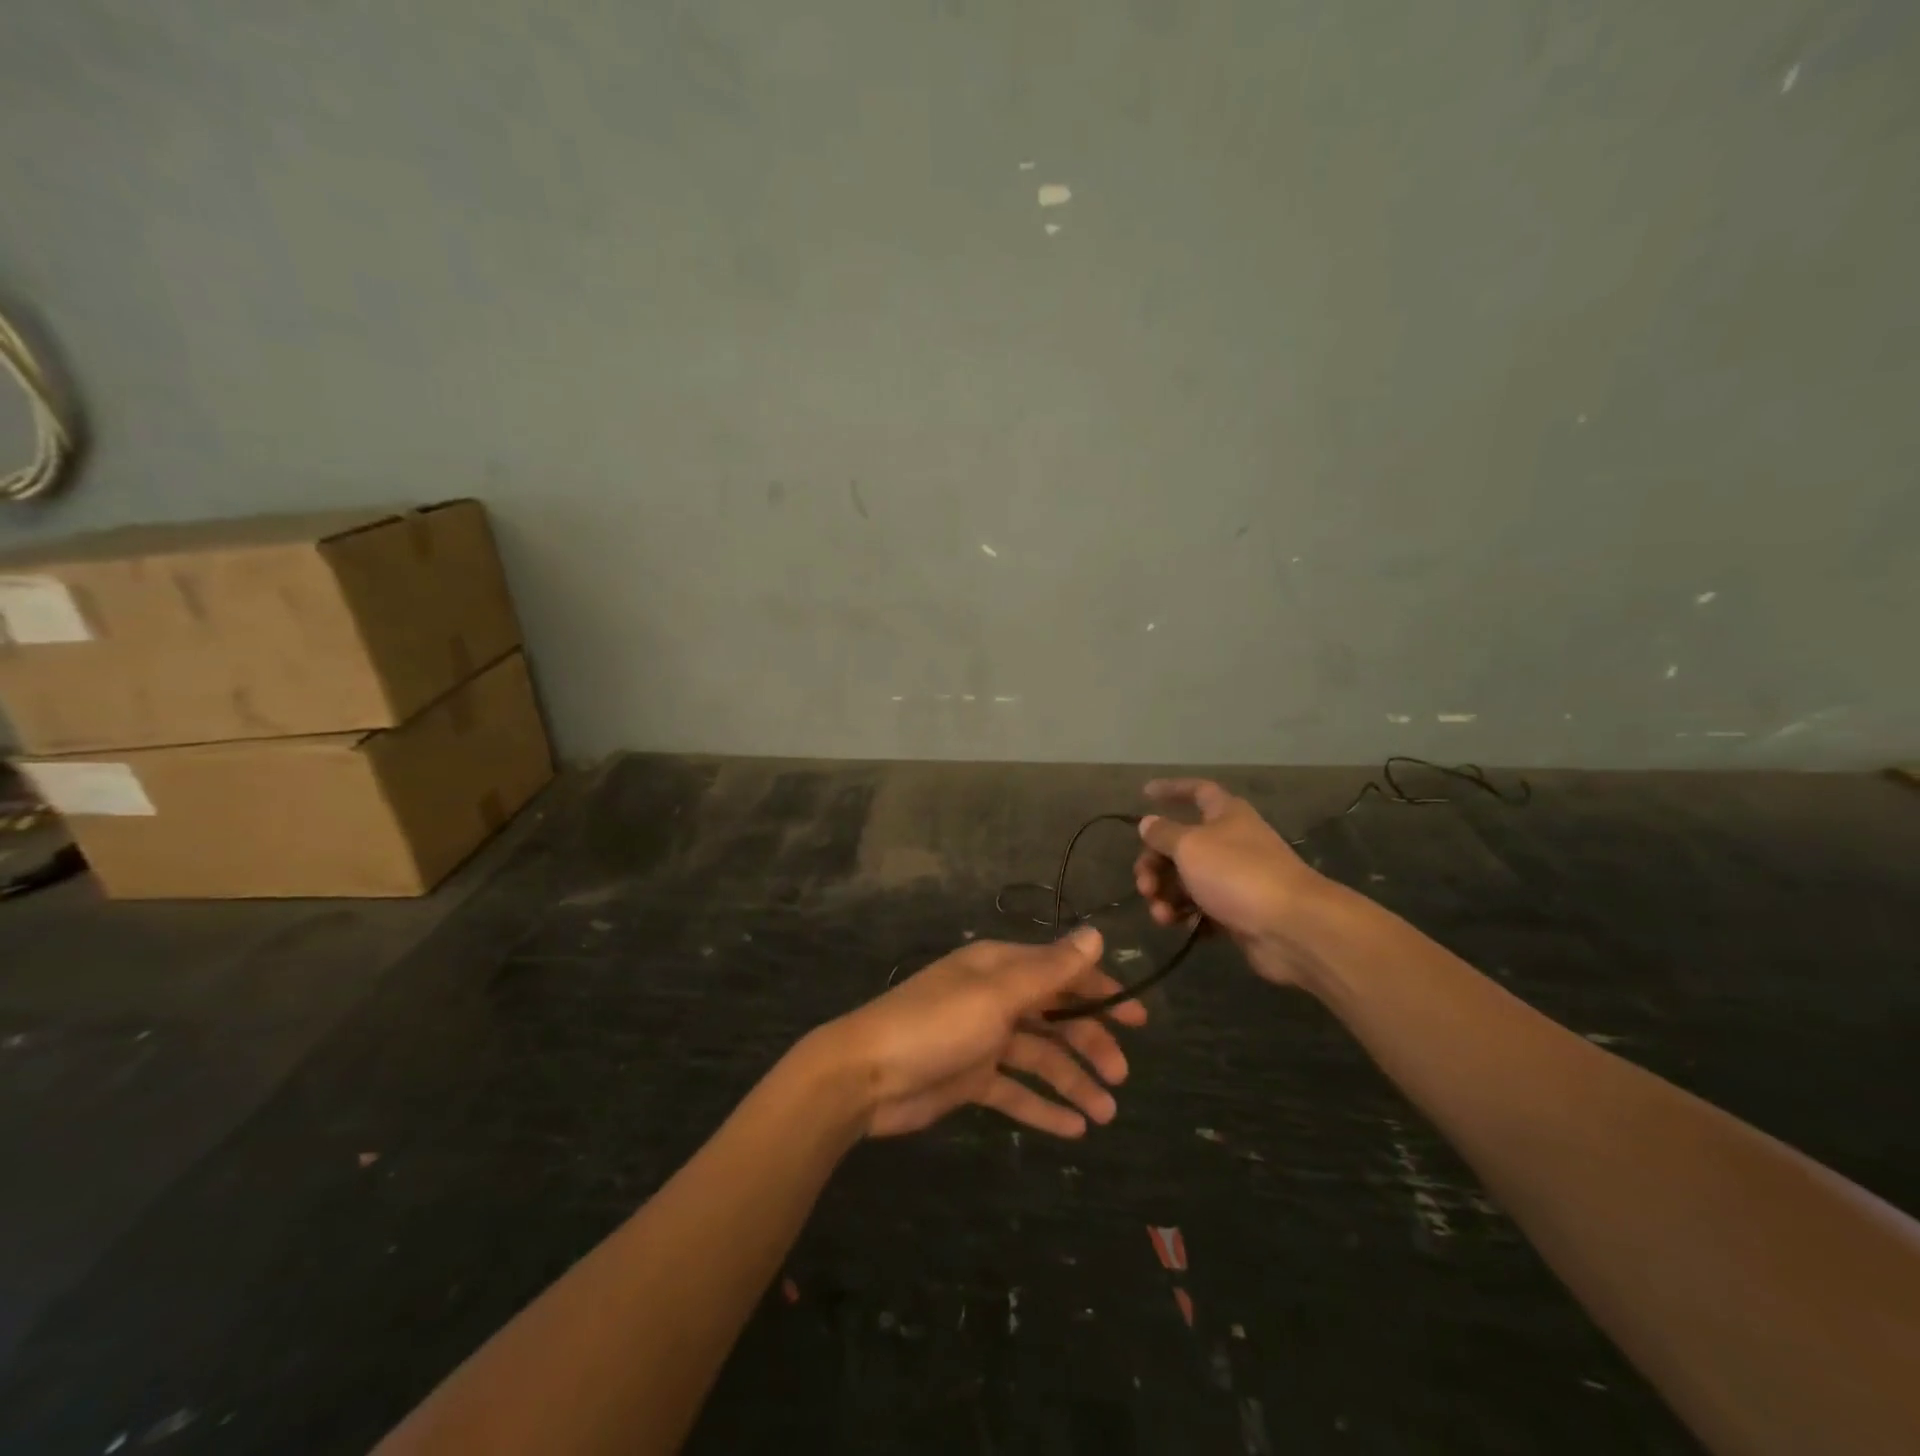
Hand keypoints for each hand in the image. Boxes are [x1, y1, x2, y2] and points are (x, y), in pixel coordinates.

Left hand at [815, 927, 1147, 1138]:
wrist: (866, 1074)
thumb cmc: (935, 1025)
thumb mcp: (997, 994)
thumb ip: (1049, 970)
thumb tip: (1096, 935)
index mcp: (1000, 969)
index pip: (1061, 973)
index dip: (1101, 992)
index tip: (1139, 1019)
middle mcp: (995, 998)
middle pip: (1054, 1017)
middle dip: (1090, 1042)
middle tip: (1122, 1074)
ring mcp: (982, 1040)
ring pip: (1040, 1057)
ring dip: (1073, 1081)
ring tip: (1106, 1113)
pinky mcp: (970, 1078)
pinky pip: (1016, 1091)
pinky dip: (1043, 1107)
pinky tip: (1074, 1130)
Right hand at [1132, 778, 1328, 986]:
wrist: (1291, 927)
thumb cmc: (1237, 873)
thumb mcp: (1190, 846)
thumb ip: (1164, 834)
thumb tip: (1148, 822)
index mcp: (1226, 815)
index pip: (1197, 791)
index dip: (1172, 789)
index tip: (1145, 793)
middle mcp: (1231, 842)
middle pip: (1181, 845)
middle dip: (1155, 864)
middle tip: (1144, 885)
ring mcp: (1235, 879)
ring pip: (1187, 880)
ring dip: (1166, 895)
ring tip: (1161, 914)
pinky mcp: (1237, 912)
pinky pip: (1201, 909)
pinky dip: (1186, 915)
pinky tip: (1179, 925)